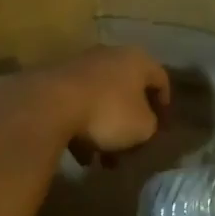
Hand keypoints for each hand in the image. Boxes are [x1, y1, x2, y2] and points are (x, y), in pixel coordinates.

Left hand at [0, 45, 169, 154]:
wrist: (49, 105)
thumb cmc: (108, 112)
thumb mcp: (143, 127)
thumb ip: (150, 125)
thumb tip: (144, 124)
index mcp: (137, 59)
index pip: (161, 79)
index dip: (165, 105)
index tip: (162, 128)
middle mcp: (110, 55)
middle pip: (128, 90)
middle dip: (130, 122)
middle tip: (131, 148)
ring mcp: (79, 65)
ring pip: (101, 100)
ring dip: (104, 129)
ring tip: (101, 159)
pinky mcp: (54, 80)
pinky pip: (77, 105)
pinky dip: (81, 127)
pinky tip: (79, 153)